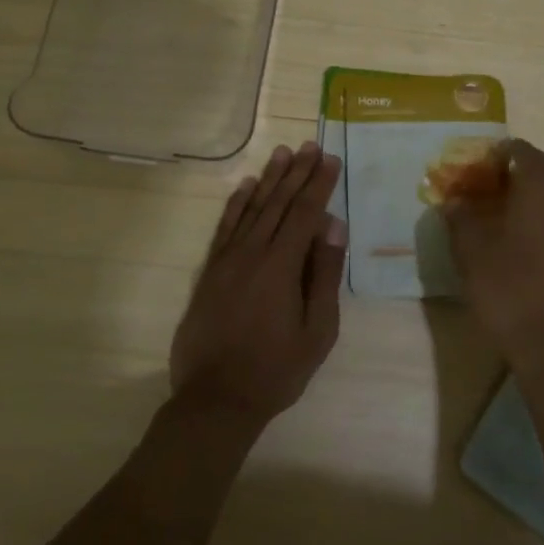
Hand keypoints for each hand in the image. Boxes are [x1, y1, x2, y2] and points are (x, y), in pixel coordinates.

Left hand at [169, 142, 347, 427]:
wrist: (215, 399)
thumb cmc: (275, 369)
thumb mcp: (317, 330)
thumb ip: (325, 275)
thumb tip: (333, 226)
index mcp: (282, 266)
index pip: (305, 213)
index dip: (319, 184)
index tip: (330, 159)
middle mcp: (252, 252)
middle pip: (278, 203)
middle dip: (297, 172)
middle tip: (310, 145)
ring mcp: (227, 260)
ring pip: (251, 208)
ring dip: (268, 179)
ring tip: (282, 153)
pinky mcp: (210, 271)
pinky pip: (224, 227)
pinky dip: (235, 204)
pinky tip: (244, 186)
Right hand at [441, 138, 543, 381]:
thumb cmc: (508, 290)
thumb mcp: (471, 253)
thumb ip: (461, 219)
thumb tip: (454, 201)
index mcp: (540, 191)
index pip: (528, 153)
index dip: (508, 151)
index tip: (490, 159)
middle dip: (539, 166)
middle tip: (512, 181)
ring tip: (524, 211)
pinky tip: (539, 242)